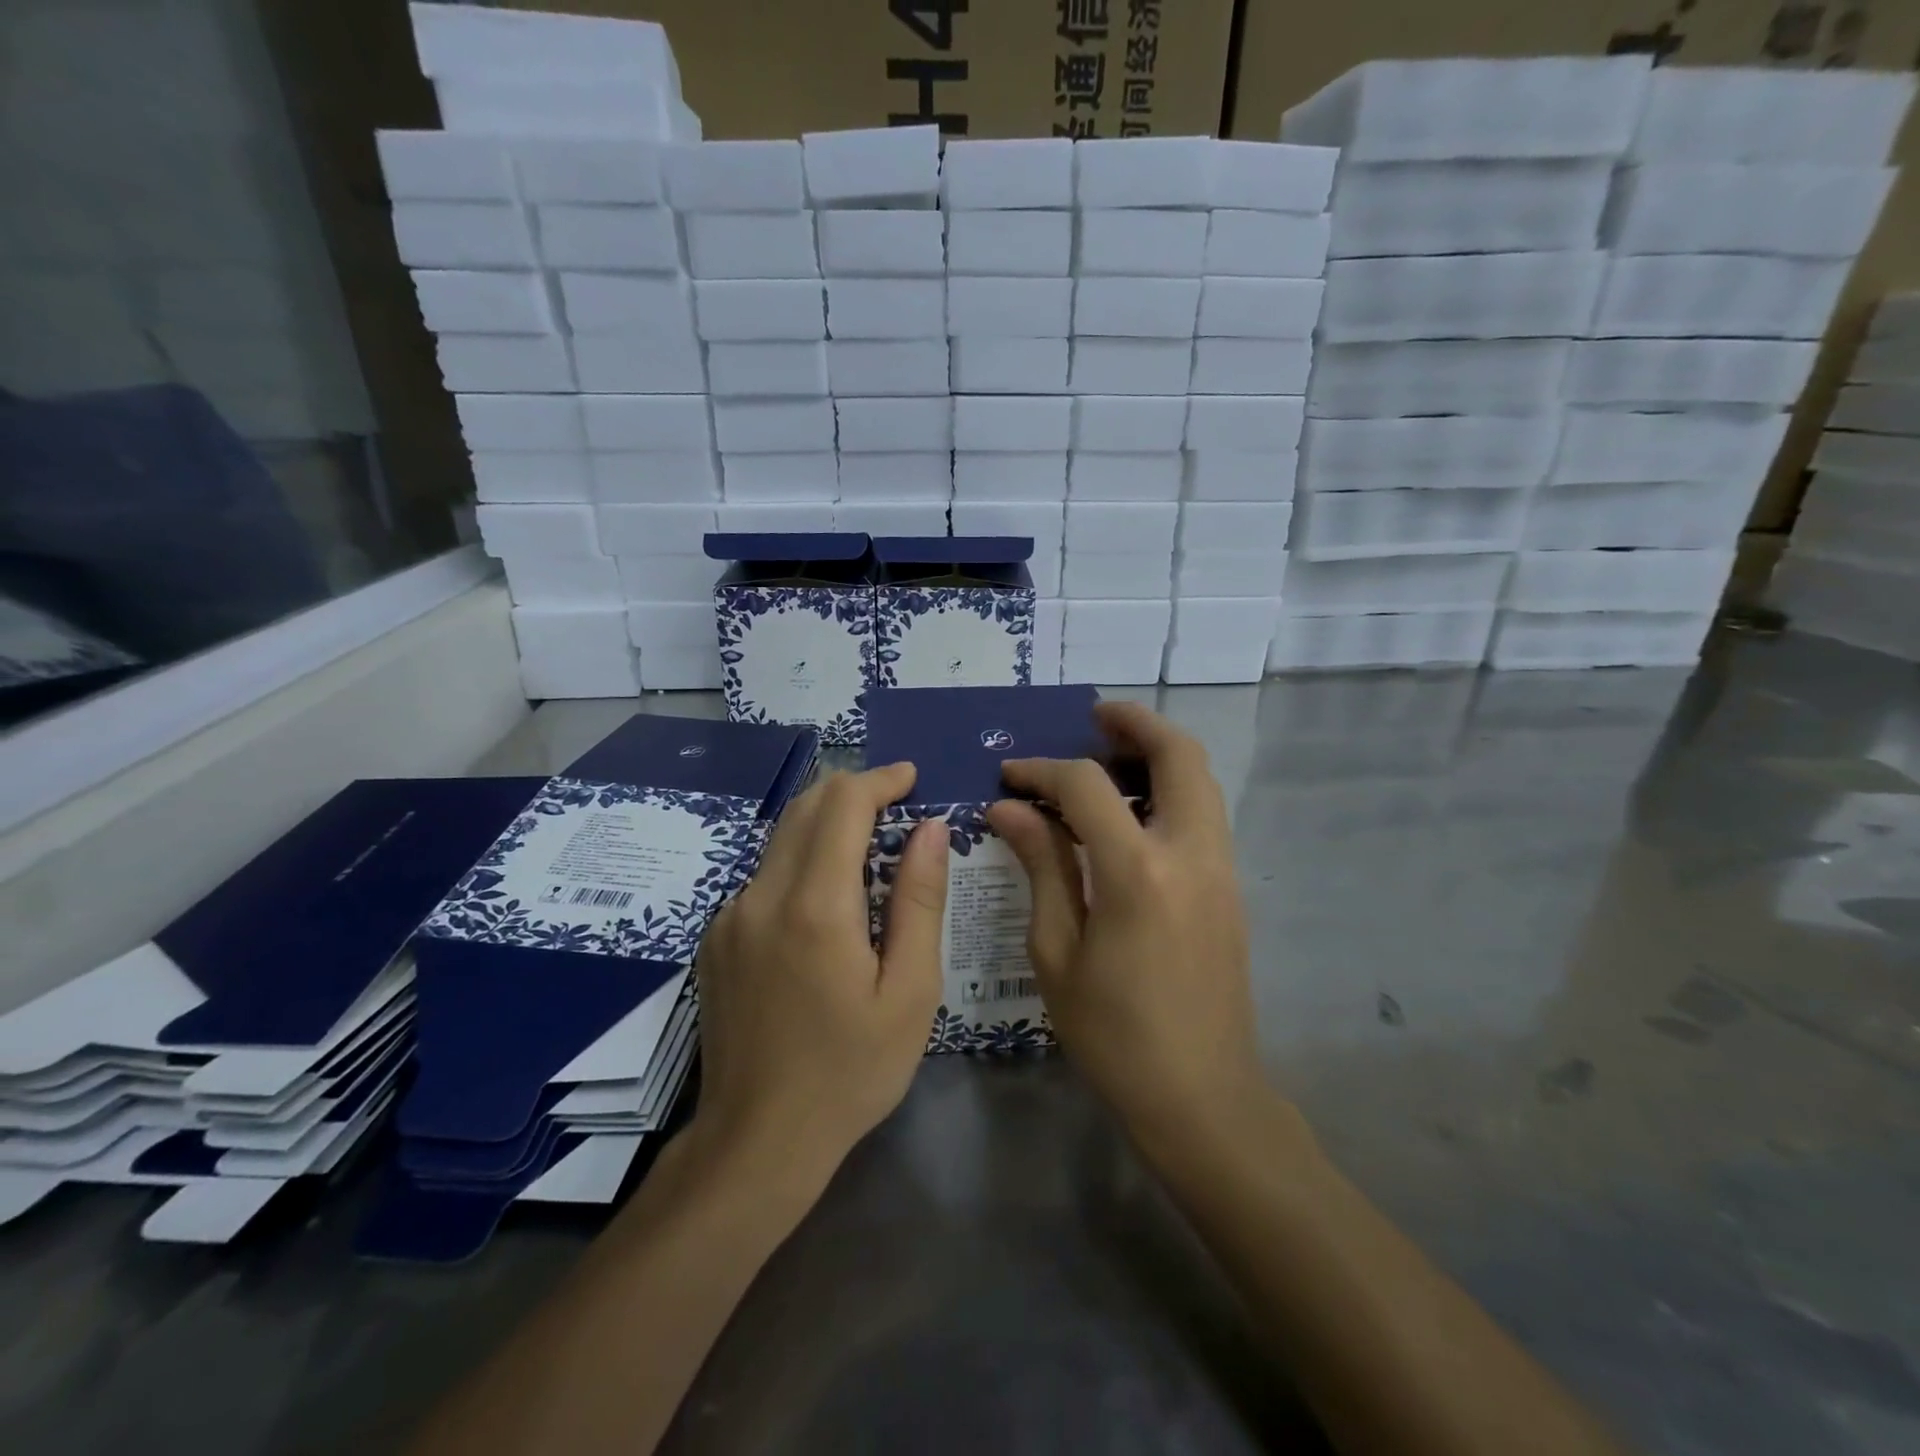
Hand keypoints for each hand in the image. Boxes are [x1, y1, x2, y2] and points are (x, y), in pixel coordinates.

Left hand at [692, 764, 947, 1193]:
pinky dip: (801, 862)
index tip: (911, 780)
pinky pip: (764, 875)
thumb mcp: (910, 992)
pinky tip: (828, 903)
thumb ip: (920, 900)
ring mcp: (729, 916)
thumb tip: (931, 829)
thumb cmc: (850, 1071)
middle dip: (853, 792)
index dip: (880, 780)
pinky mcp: (716, 937)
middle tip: (897, 806)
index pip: (842, 803)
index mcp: (815, 906)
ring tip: (871, 850)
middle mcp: (761, 896)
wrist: (756, 1142)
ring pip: (781, 837)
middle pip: (806, 806)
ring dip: (826, 825)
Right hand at [985, 702, 1263, 1151]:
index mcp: (1139, 874)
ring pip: (1201, 779)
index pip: (1088, 787)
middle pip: (1179, 755)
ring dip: (1158, 753)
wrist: (1202, 1096)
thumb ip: (1041, 866)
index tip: (1009, 777)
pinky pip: (1203, 812)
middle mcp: (1191, 855)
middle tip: (1091, 718)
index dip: (1042, 770)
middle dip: (1134, 723)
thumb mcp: (1057, 952)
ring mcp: (1221, 869)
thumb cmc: (1113, 1035)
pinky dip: (1170, 789)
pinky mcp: (1230, 887)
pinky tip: (1129, 812)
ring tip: (1108, 757)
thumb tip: (1008, 809)